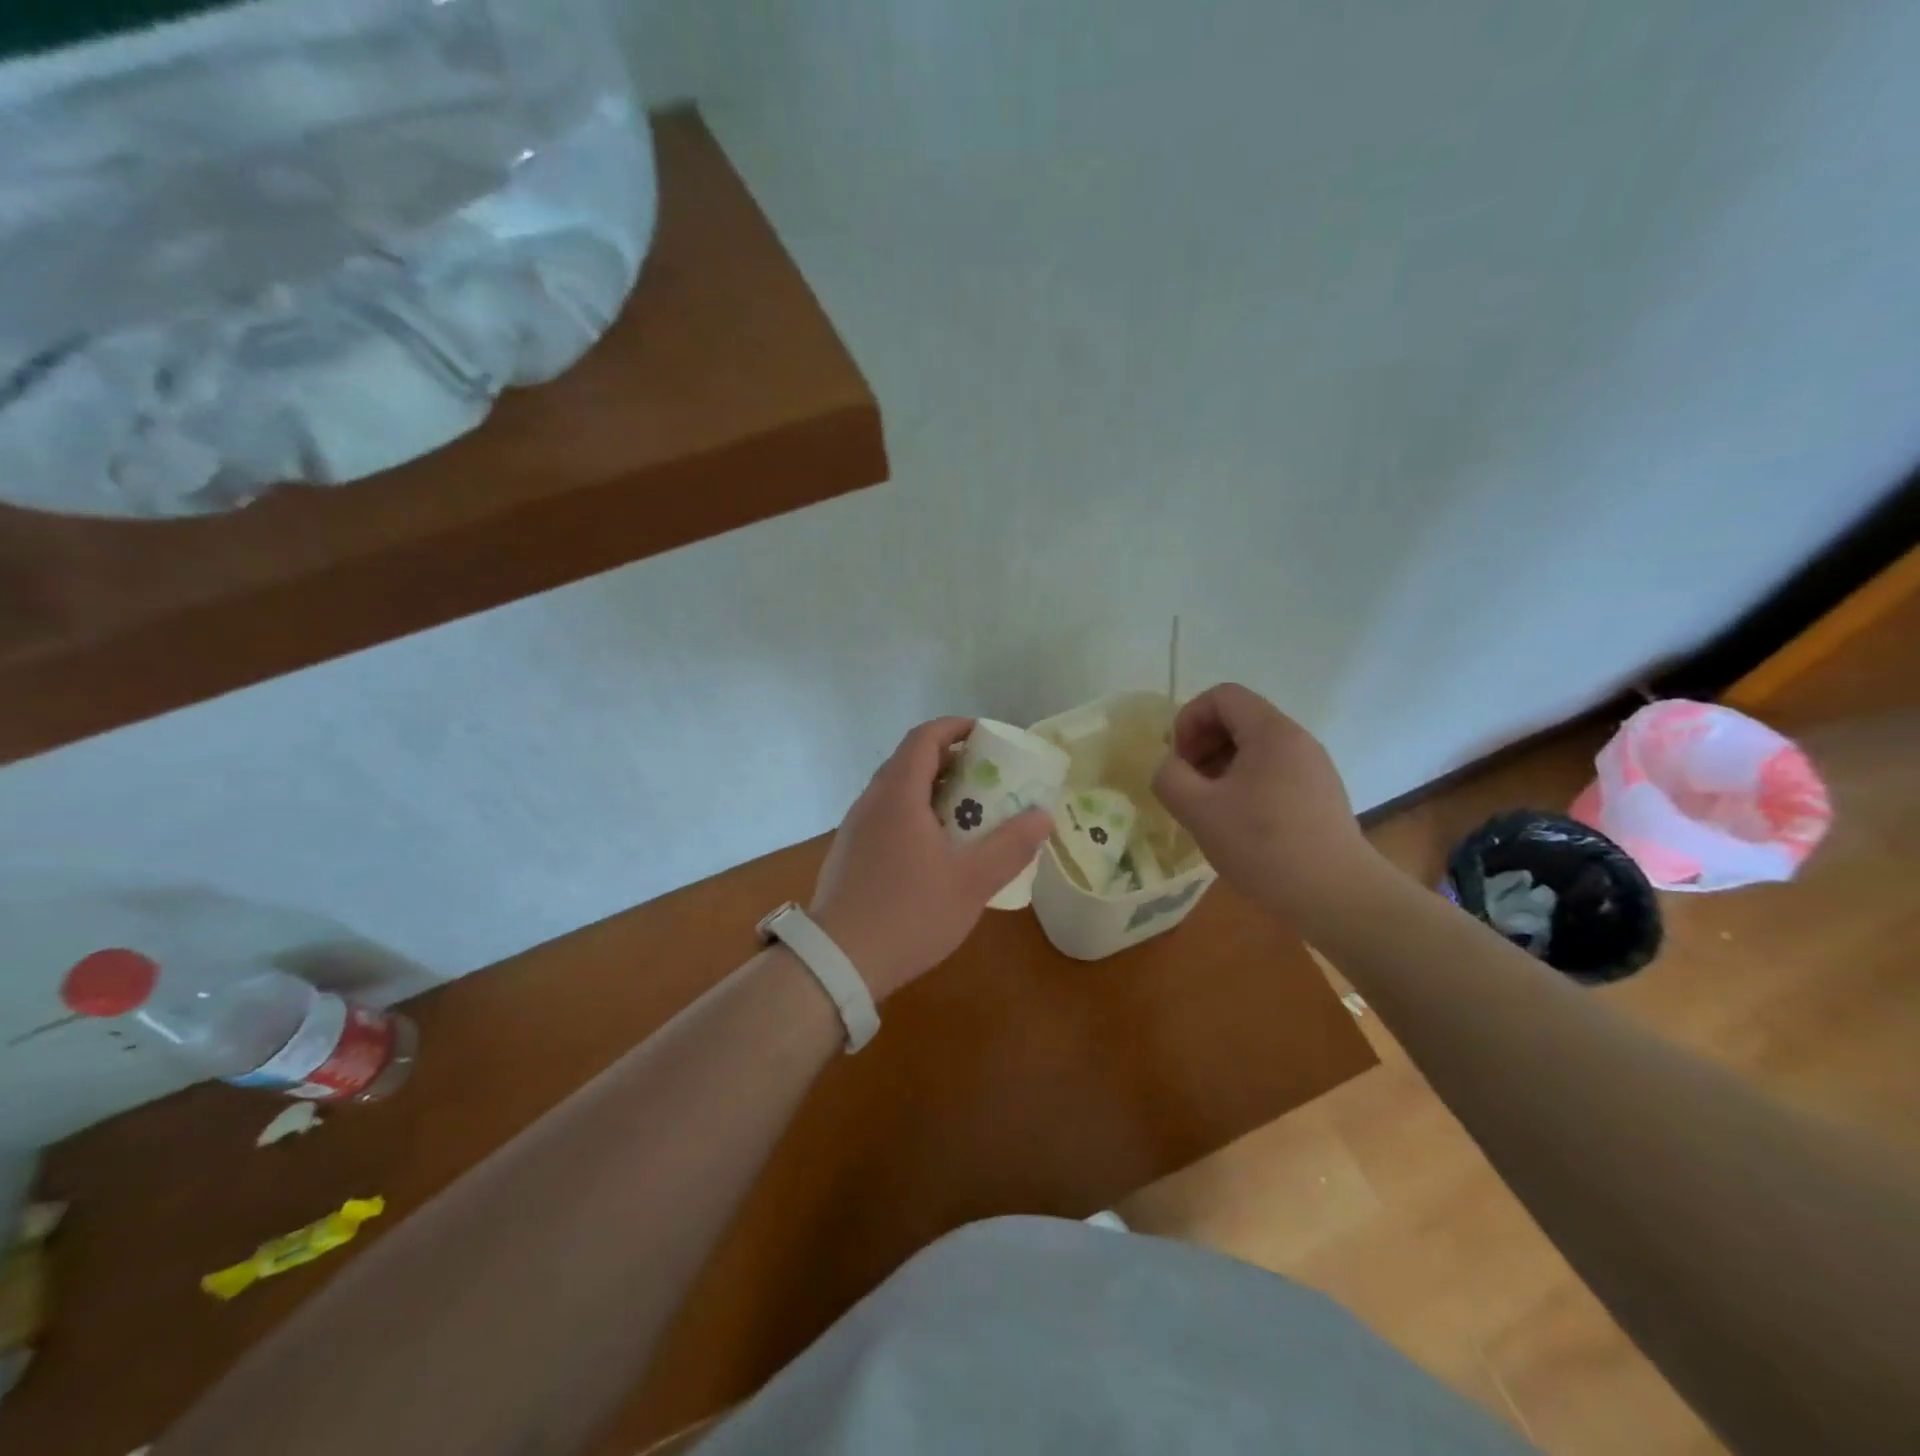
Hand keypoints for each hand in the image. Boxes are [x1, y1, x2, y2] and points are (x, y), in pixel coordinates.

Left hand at [810, 718, 1050, 1001]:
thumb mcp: (972, 881)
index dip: (955, 728)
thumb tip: (1042, 816)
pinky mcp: (848, 854)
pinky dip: (913, 815)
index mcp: (898, 794)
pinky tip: (934, 850)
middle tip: (985, 779)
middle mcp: (871, 801)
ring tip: (966, 814)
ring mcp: (855, 828)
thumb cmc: (909, 912)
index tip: (986, 735)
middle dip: (950, 761)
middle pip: (910, 761)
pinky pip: (886, 817)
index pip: (924, 738)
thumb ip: (1010, 846)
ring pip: (896, 791)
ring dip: (931, 791)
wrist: (838, 962)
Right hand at [1152, 683, 1377, 921]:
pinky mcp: (1320, 795)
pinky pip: (1273, 772)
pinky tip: (1237, 824)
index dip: (1189, 719)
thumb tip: (1170, 767)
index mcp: (1271, 732)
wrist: (1337, 896)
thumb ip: (1170, 777)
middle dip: (1202, 744)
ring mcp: (1313, 768)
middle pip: (1238, 719)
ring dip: (1220, 767)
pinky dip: (1245, 785)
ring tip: (1208, 807)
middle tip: (1186, 783)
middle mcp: (1297, 739)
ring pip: (1255, 748)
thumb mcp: (1198, 810)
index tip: (1178, 760)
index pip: (1222, 696)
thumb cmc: (1263, 845)